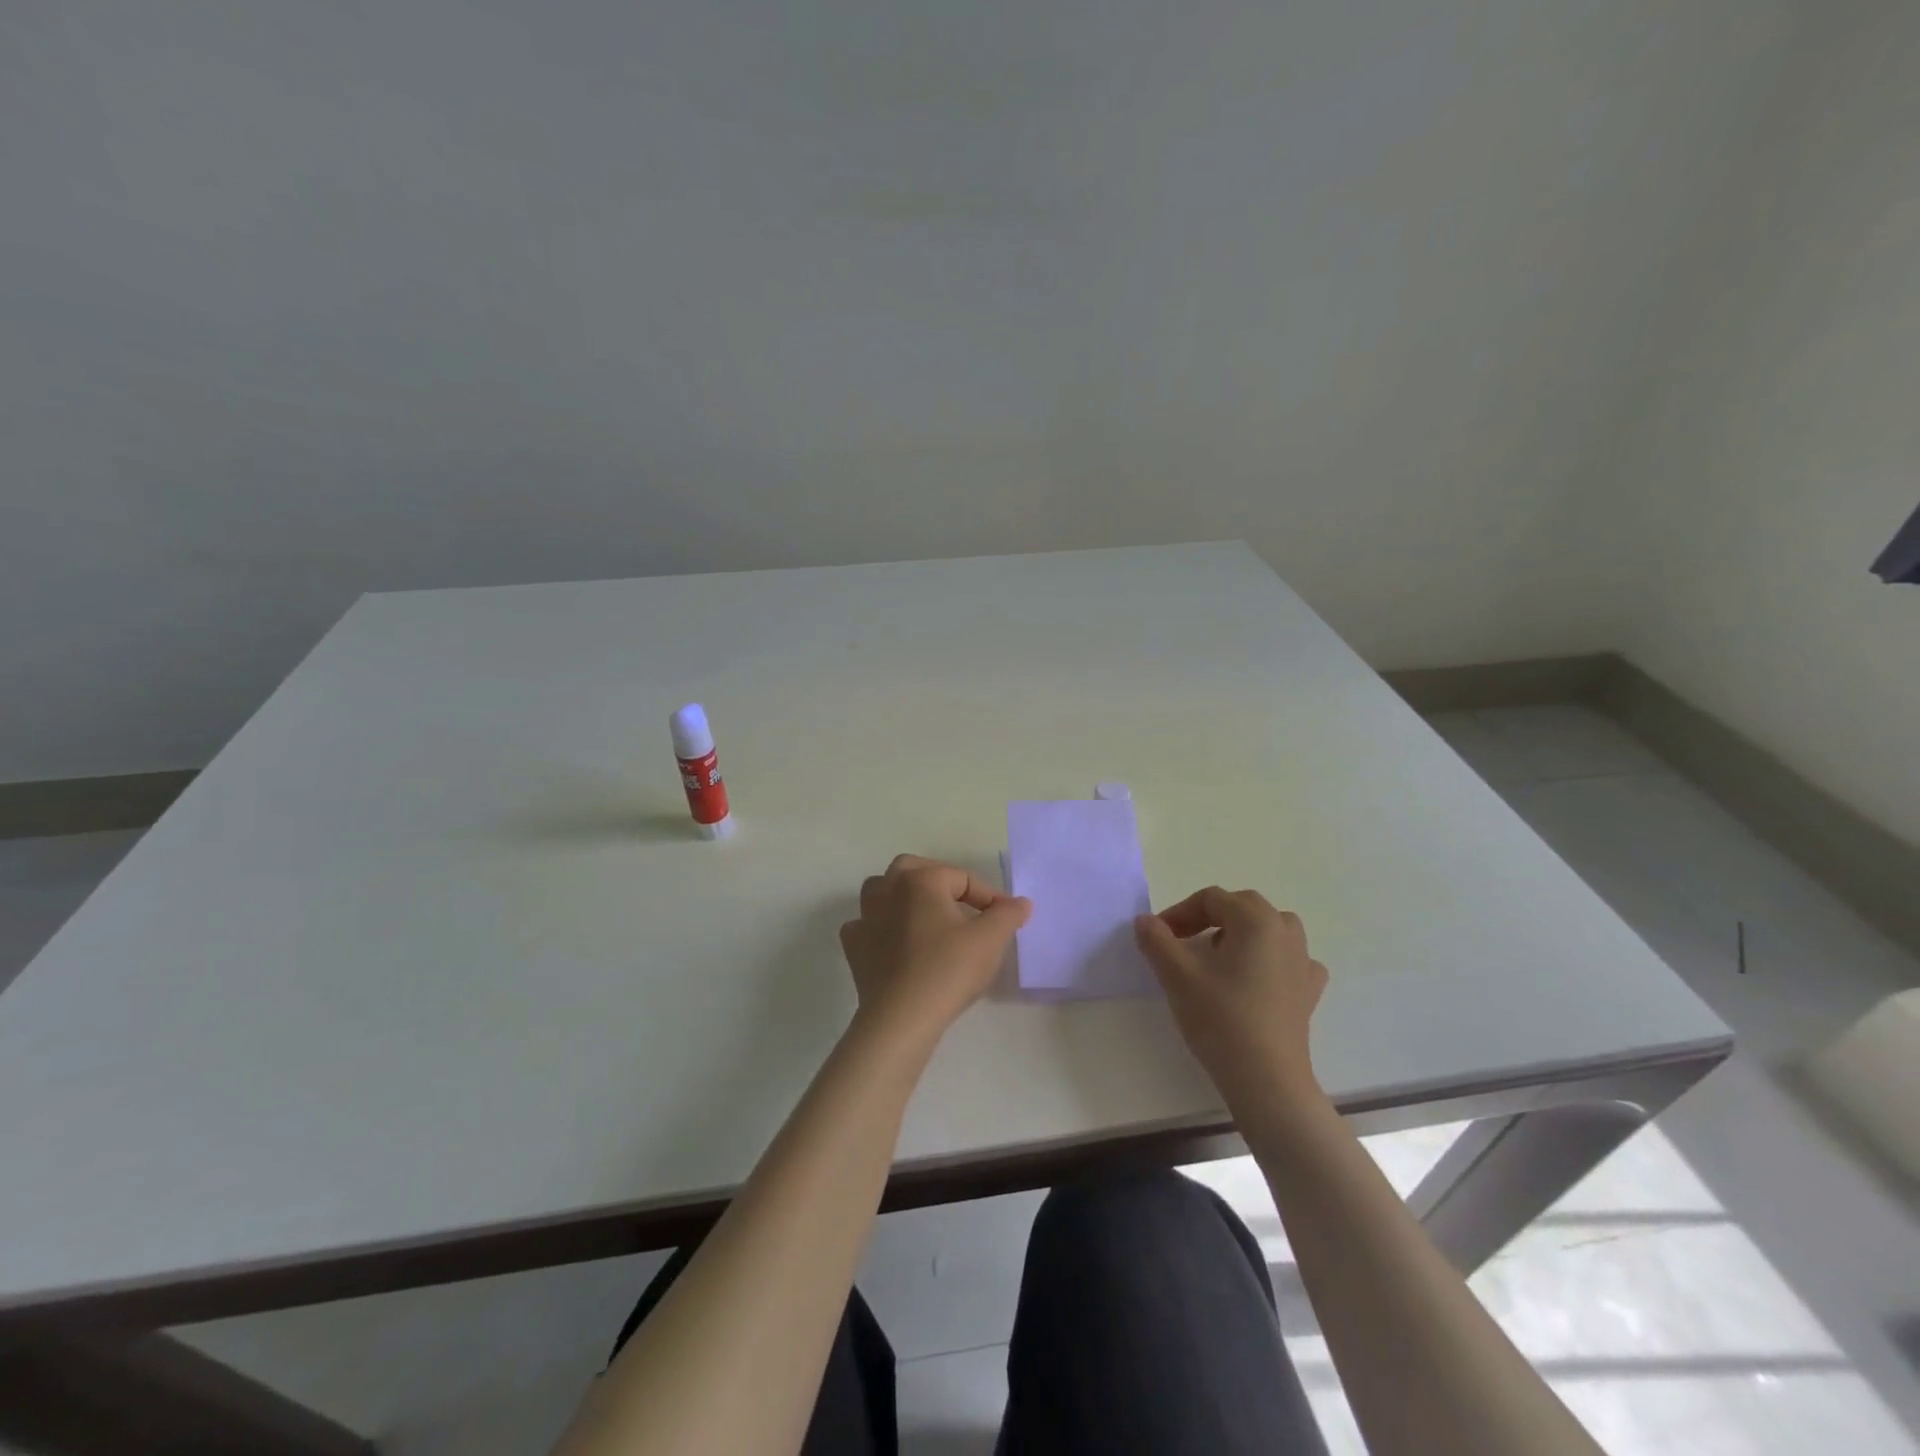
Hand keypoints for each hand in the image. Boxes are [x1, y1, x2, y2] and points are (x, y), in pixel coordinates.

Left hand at [840, 855, 1031, 1048]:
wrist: (901, 1018)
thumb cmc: (948, 970)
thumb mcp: (990, 940)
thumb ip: (1007, 915)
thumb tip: (1020, 902)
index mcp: (921, 880)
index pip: (962, 877)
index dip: (988, 896)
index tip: (1005, 918)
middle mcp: (888, 889)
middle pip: (914, 869)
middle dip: (939, 881)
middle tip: (961, 904)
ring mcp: (866, 917)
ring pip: (882, 890)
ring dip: (903, 896)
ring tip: (925, 915)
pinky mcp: (854, 946)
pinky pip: (867, 924)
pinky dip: (881, 926)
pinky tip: (895, 942)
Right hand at [1135, 887, 1328, 1111]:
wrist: (1266, 1080)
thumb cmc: (1220, 1018)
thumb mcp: (1176, 974)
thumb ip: (1156, 939)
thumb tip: (1146, 920)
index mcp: (1256, 919)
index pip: (1211, 899)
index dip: (1179, 912)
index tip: (1158, 937)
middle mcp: (1285, 931)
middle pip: (1242, 907)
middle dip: (1208, 918)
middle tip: (1182, 942)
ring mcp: (1302, 962)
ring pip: (1269, 929)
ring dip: (1241, 934)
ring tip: (1218, 957)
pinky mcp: (1308, 992)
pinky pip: (1289, 960)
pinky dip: (1269, 959)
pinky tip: (1255, 979)